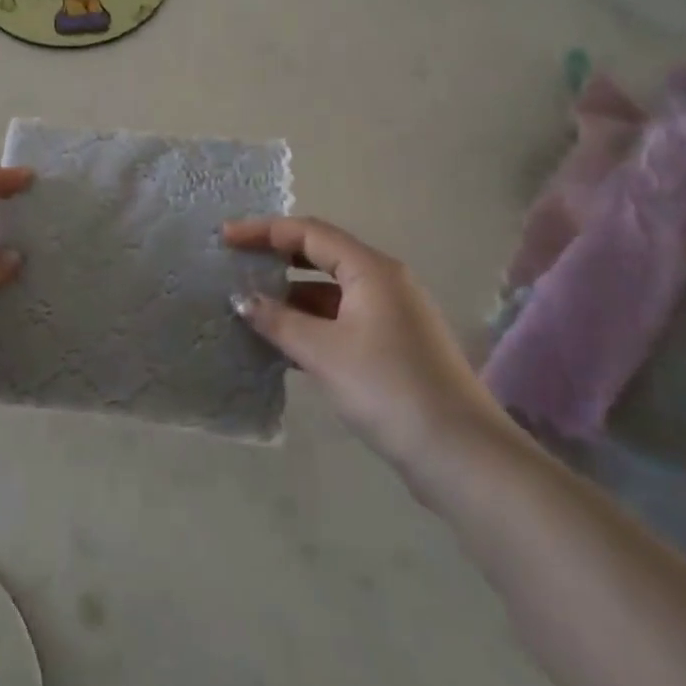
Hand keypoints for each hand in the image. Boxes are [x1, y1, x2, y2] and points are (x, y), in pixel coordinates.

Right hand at [222, 217, 512, 484]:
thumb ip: (278, 320)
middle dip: (276, 258)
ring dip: (292, 296)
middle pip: (321, 255)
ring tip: (250, 307)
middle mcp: (384, 282)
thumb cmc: (387, 388)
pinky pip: (342, 319)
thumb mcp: (323, 352)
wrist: (460, 454)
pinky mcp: (394, 346)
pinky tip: (283, 342)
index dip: (263, 231)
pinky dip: (311, 323)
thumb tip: (241, 298)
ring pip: (331, 292)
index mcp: (371, 270)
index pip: (309, 233)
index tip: (225, 237)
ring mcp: (392, 315)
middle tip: (235, 265)